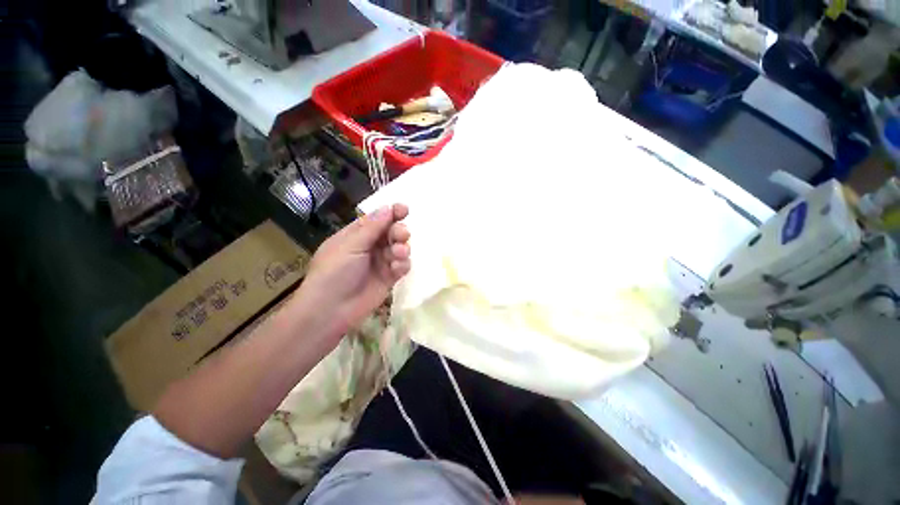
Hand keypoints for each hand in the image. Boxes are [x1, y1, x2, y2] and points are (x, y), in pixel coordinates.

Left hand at [294, 204, 410, 341]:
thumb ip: (372, 227)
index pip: (375, 219)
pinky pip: (399, 268)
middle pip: (389, 232)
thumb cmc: (333, 272)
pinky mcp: (386, 281)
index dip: (390, 213)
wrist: (329, 310)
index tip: (404, 209)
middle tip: (402, 234)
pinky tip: (398, 268)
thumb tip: (389, 207)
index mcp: (353, 235)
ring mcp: (377, 265)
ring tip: (399, 252)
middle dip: (398, 231)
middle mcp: (366, 248)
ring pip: (396, 249)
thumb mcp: (350, 245)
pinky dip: (402, 264)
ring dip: (401, 247)